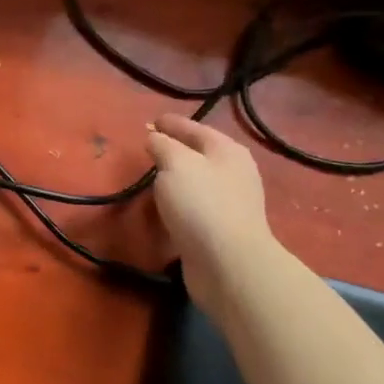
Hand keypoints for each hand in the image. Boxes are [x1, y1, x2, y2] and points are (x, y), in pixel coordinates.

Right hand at [146, 113, 276, 310]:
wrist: (228, 262)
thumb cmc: (201, 203)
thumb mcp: (175, 163)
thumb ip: (162, 145)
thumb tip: (155, 138)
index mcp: (227, 151)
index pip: (195, 128)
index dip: (172, 123)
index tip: (151, 121)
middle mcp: (234, 173)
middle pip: (200, 154)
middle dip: (175, 149)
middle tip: (150, 147)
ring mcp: (231, 203)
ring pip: (198, 180)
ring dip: (177, 177)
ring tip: (154, 177)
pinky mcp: (222, 229)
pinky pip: (196, 206)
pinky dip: (180, 202)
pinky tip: (166, 207)